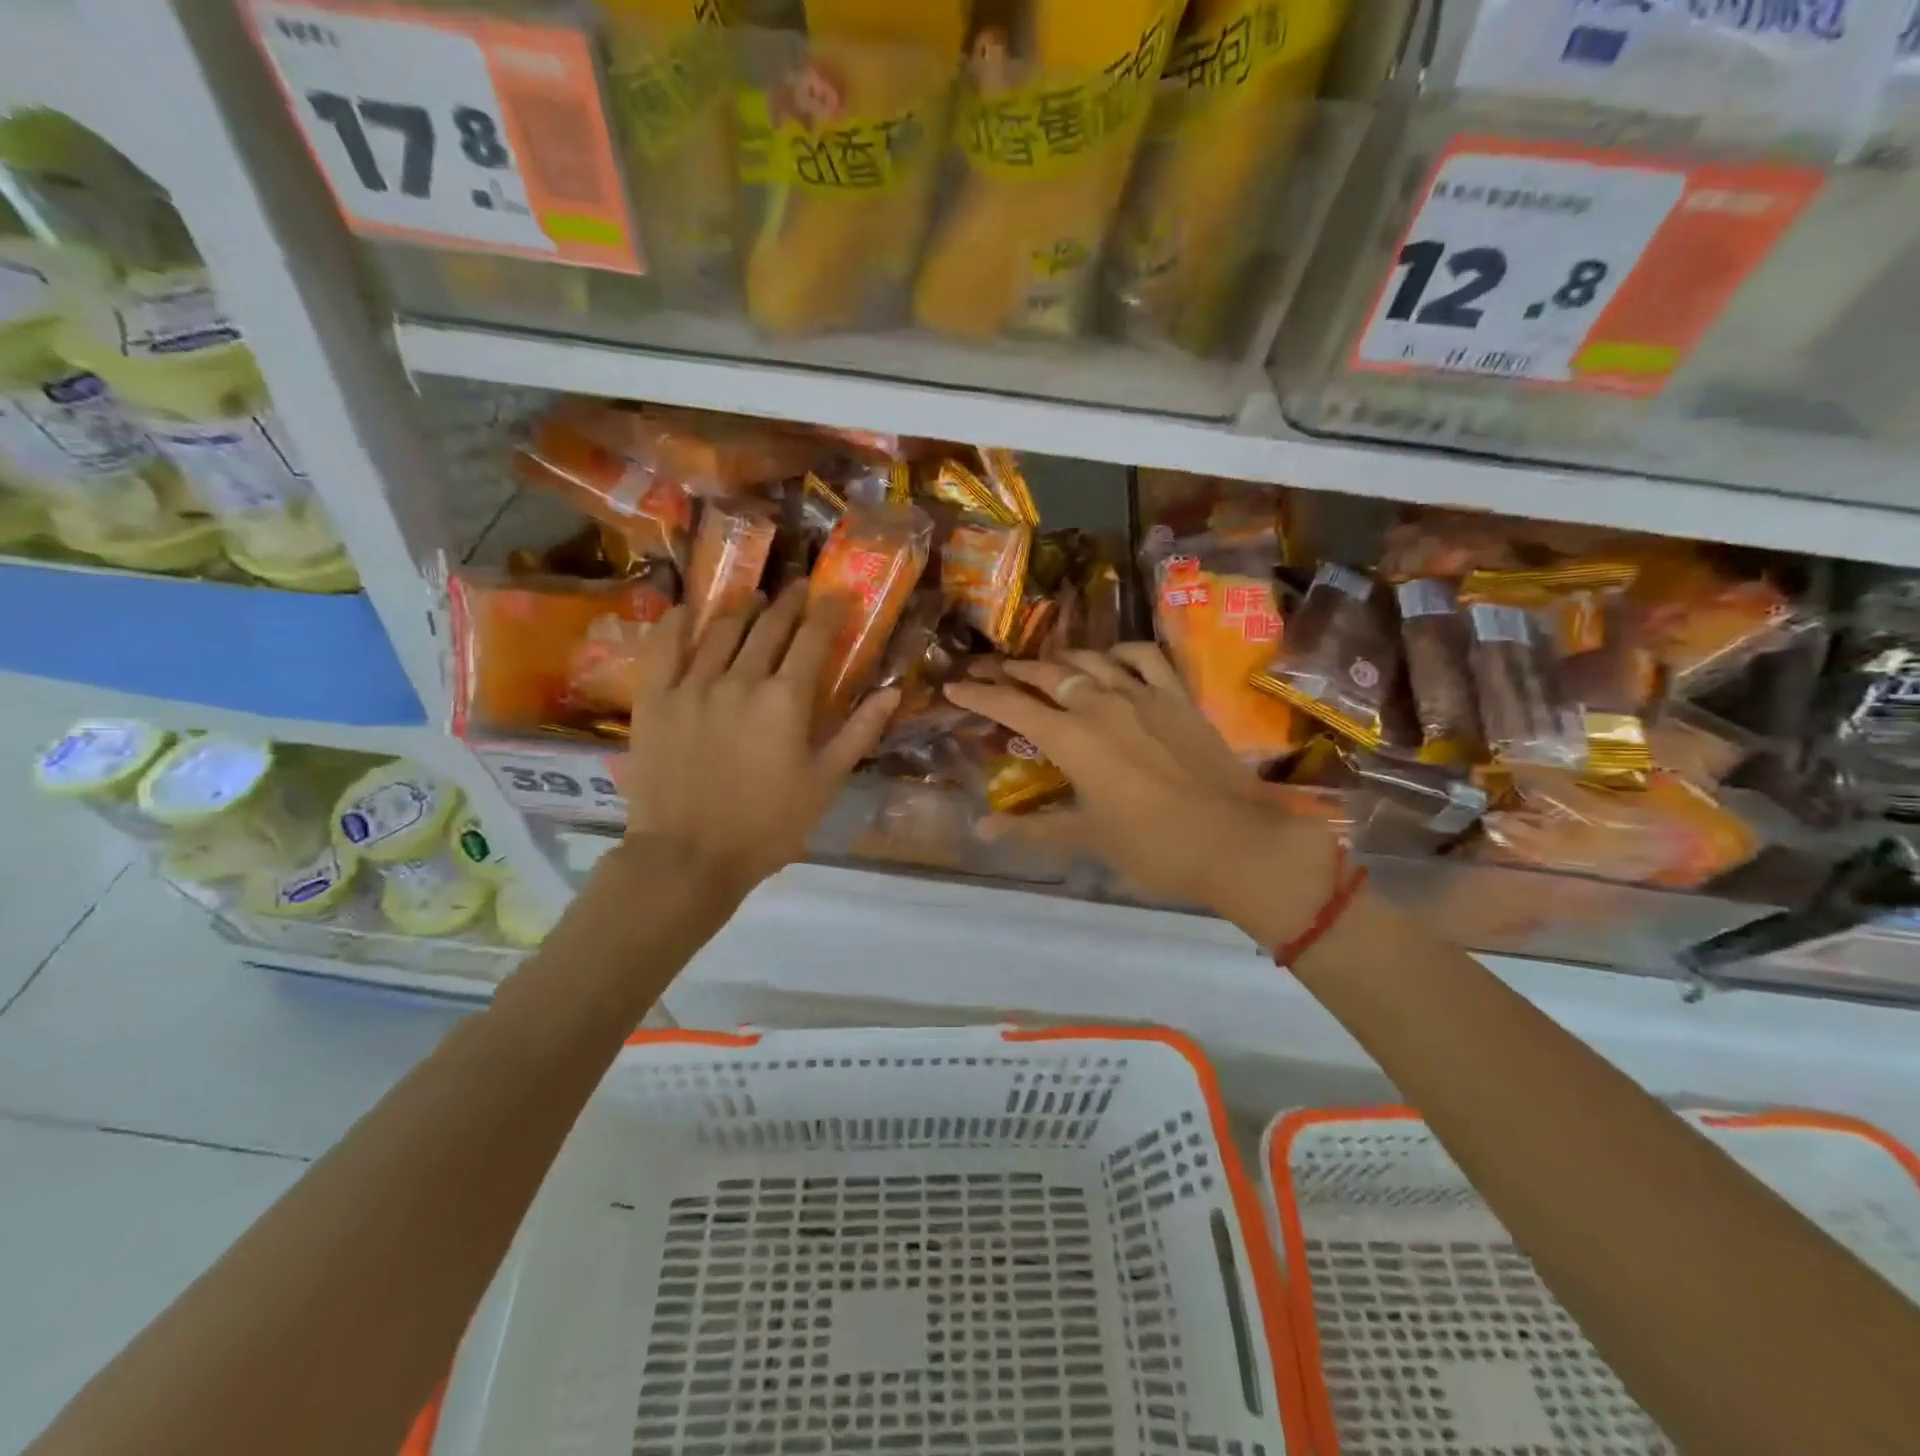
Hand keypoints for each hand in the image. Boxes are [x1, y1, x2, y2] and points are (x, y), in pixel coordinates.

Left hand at [614, 581, 898, 893]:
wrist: (689, 857)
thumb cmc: (767, 825)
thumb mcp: (825, 783)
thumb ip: (858, 733)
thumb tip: (893, 692)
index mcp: (785, 699)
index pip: (812, 639)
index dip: (826, 612)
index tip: (836, 595)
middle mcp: (739, 679)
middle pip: (767, 627)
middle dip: (787, 604)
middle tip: (797, 590)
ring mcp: (691, 685)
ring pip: (720, 630)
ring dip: (741, 609)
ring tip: (753, 598)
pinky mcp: (654, 699)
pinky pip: (663, 646)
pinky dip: (678, 622)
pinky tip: (688, 610)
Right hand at [944, 645, 1339, 942]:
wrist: (1234, 840)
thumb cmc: (1152, 846)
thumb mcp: (1086, 838)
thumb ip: (1032, 828)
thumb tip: (982, 828)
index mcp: (1071, 738)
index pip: (1012, 706)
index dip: (979, 694)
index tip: (954, 685)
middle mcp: (1101, 704)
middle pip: (1046, 674)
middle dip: (1011, 670)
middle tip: (988, 669)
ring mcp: (1143, 694)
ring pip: (1090, 659)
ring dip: (1060, 659)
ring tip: (1042, 665)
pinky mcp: (1177, 696)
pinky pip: (1145, 657)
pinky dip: (1121, 652)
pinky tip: (1111, 658)